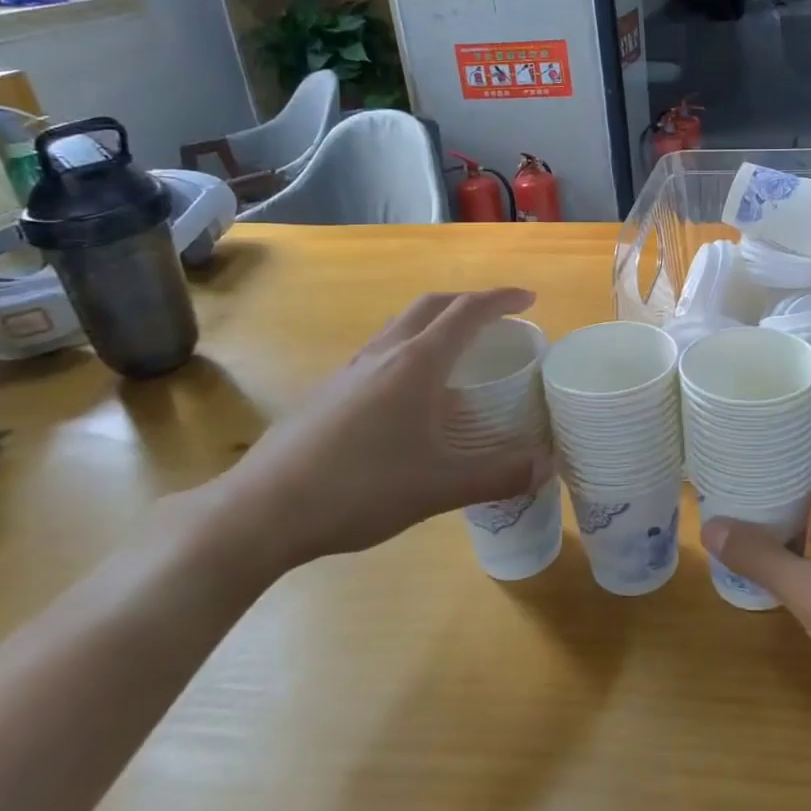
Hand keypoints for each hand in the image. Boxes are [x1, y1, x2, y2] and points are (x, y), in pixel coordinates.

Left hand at [213, 290, 549, 569]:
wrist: (262, 510)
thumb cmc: (360, 488)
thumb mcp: (439, 486)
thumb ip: (498, 475)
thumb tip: (548, 466)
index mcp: (415, 364)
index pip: (466, 313)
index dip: (500, 300)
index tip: (528, 300)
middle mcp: (383, 354)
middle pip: (431, 306)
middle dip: (468, 302)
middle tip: (497, 319)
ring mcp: (350, 371)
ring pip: (401, 326)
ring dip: (435, 324)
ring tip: (458, 352)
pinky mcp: (328, 392)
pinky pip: (380, 352)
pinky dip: (410, 351)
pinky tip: (410, 395)